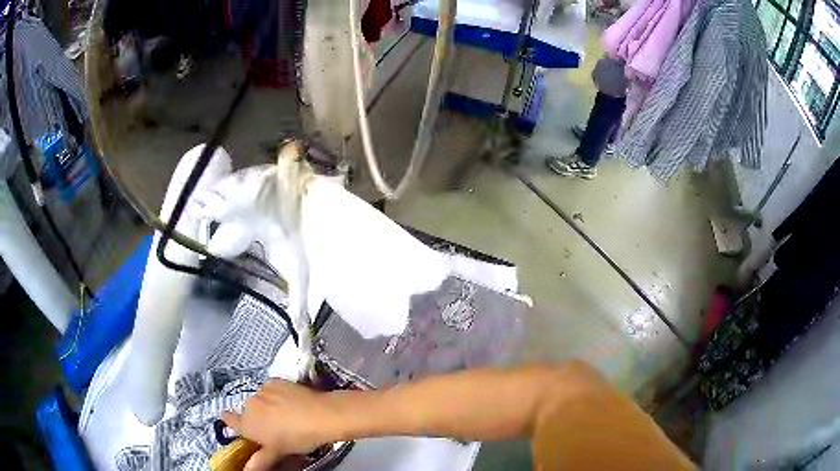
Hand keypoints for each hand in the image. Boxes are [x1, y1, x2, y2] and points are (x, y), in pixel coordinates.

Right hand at [221, 379, 337, 470]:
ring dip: (267, 406)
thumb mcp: (278, 452)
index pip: (230, 420)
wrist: (320, 415)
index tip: (228, 418)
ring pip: (260, 400)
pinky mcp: (275, 380)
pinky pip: (271, 389)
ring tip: (285, 415)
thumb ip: (260, 461)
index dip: (229, 420)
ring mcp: (262, 391)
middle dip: (257, 418)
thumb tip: (246, 470)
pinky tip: (290, 402)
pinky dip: (277, 395)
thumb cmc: (297, 438)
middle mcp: (250, 405)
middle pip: (248, 411)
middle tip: (273, 426)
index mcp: (248, 424)